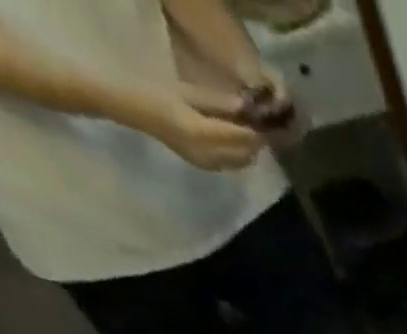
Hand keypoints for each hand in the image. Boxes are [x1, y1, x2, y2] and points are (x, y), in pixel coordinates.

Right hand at [146, 86, 265, 169]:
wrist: (135, 111)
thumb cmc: (158, 94)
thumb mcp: (188, 92)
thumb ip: (218, 103)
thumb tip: (245, 106)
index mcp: (201, 132)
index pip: (241, 137)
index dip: (258, 132)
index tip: (271, 124)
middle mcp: (208, 154)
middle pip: (245, 154)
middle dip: (257, 144)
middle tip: (265, 129)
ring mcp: (207, 164)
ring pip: (241, 163)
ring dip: (250, 151)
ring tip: (253, 135)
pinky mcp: (206, 168)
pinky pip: (231, 165)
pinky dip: (240, 156)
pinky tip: (239, 143)